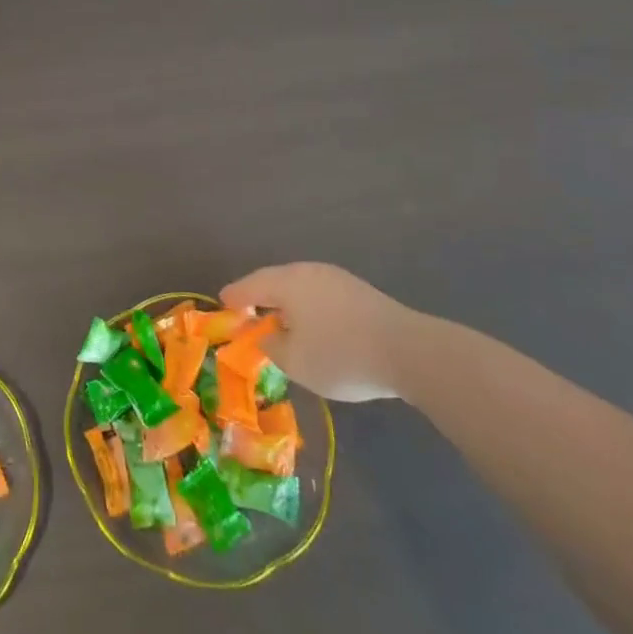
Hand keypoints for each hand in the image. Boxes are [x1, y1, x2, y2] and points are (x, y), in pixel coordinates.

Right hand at [221, 262, 422, 401]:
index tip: (223, 304)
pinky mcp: (359, 292)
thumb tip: (268, 333)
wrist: (410, 352)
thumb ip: (272, 345)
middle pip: (275, 280)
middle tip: (247, 311)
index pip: (250, 285)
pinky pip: (320, 294)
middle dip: (260, 296)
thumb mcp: (296, 362)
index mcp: (287, 283)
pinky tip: (312, 324)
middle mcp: (309, 272)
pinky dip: (308, 306)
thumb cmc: (341, 355)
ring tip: (279, 320)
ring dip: (286, 301)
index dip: (234, 297)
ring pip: (300, 286)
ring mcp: (337, 278)